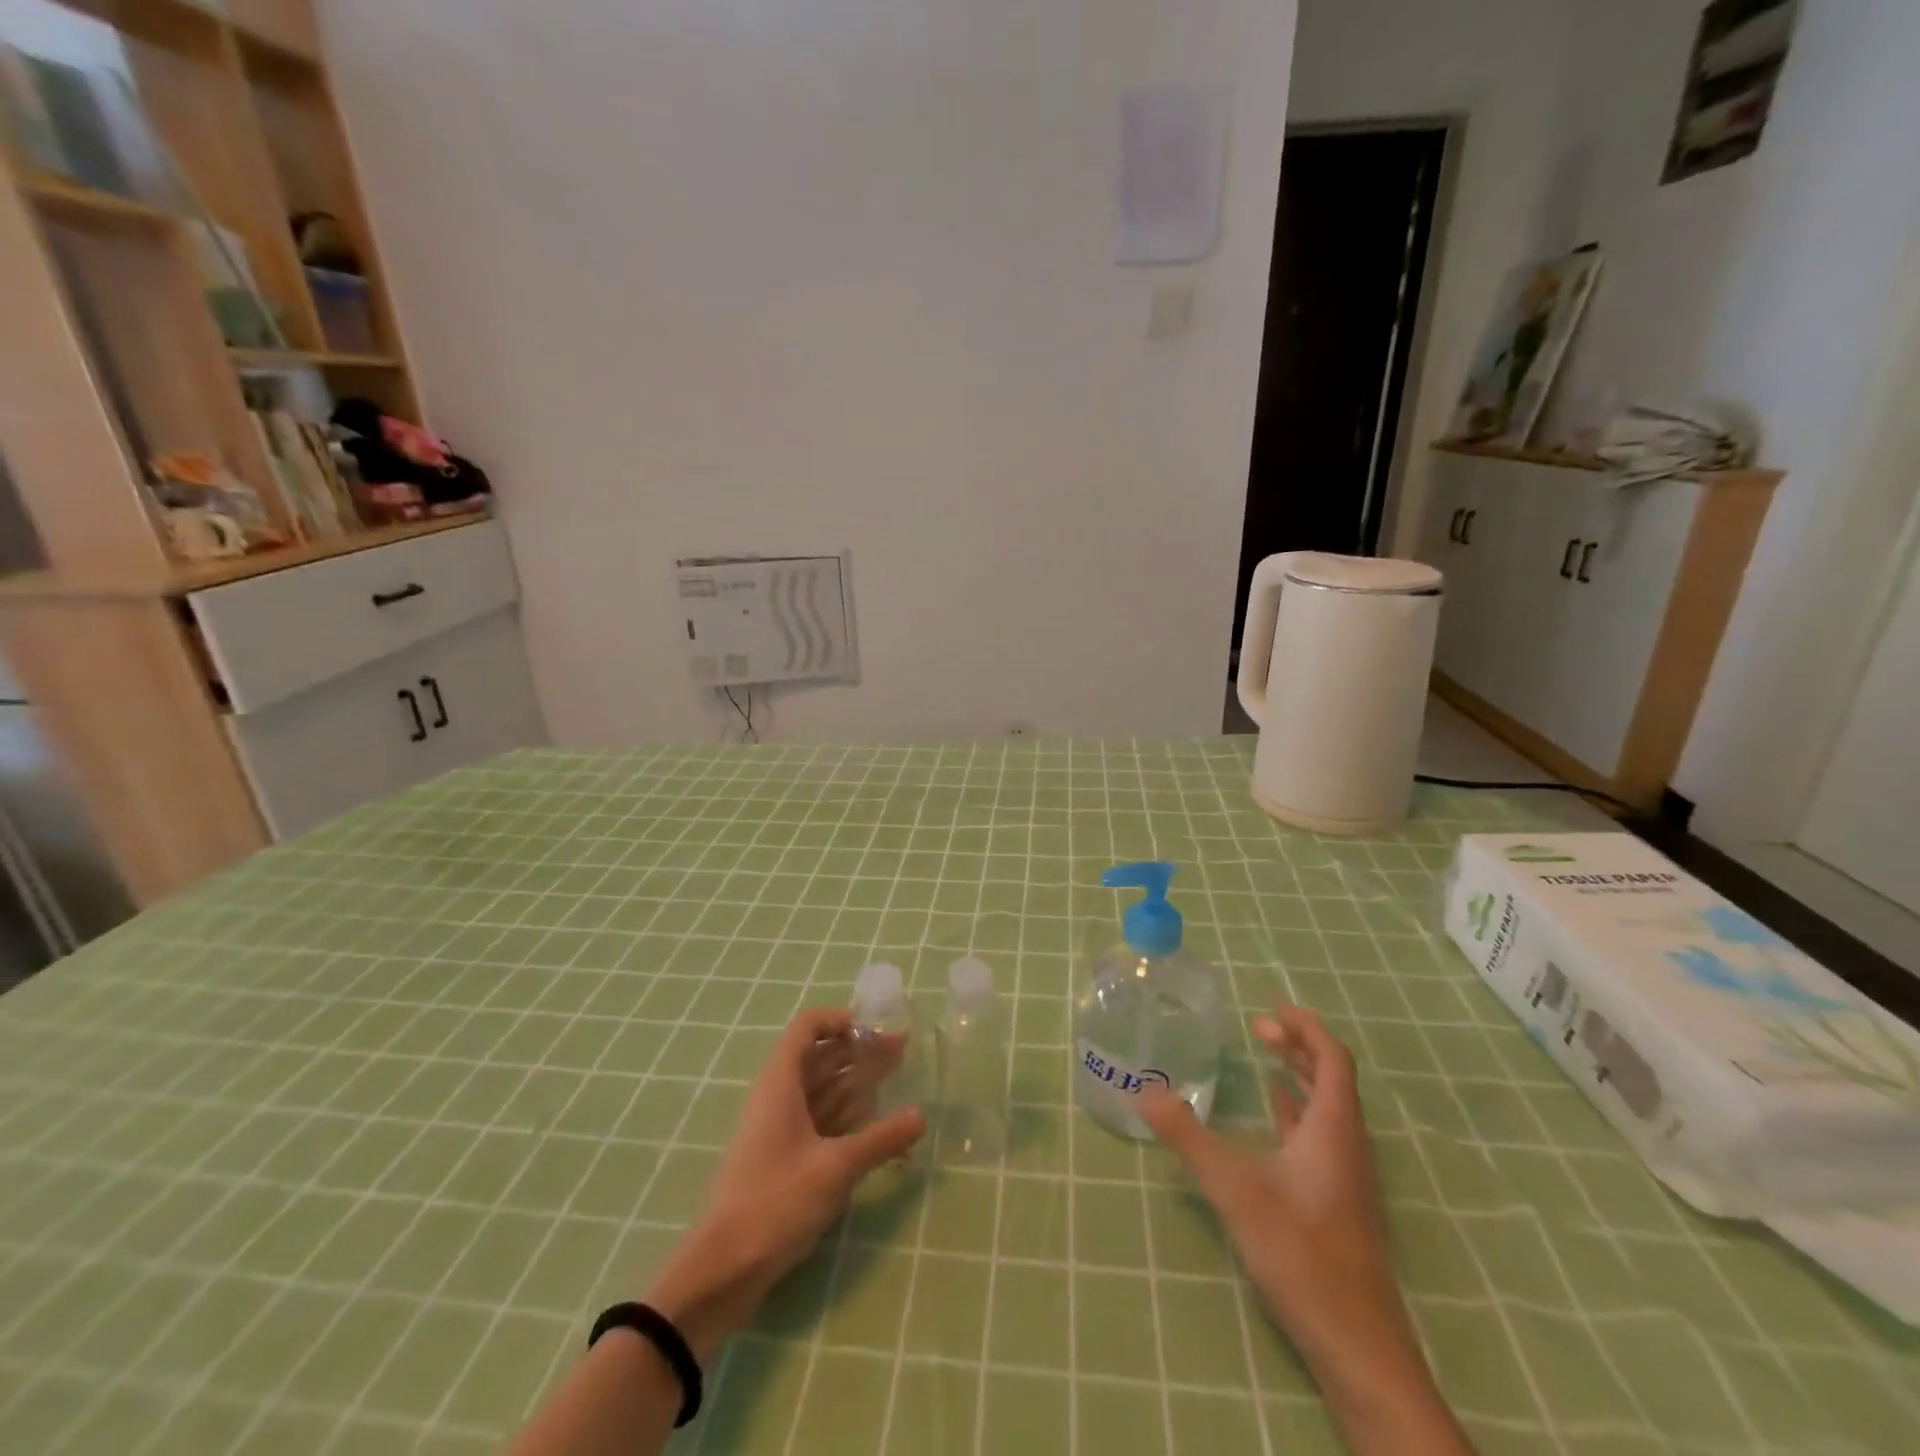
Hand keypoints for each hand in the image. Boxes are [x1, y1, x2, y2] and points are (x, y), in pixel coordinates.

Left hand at [644, 1009, 924, 1360]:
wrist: (724, 1267)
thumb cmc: (778, 1200)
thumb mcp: (837, 1167)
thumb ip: (882, 1139)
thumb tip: (920, 1117)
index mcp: (781, 1081)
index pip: (808, 1026)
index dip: (841, 1021)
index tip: (876, 1032)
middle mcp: (777, 1095)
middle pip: (819, 1056)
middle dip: (859, 1051)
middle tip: (902, 1055)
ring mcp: (777, 1127)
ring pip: (820, 1089)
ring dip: (855, 1081)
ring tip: (895, 1080)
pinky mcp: (781, 1156)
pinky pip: (817, 1119)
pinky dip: (844, 1113)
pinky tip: (873, 1121)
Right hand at [1139, 1007, 1472, 1455]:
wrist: (1357, 1345)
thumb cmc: (1300, 1252)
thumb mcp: (1234, 1188)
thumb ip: (1187, 1136)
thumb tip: (1143, 1092)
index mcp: (1334, 1128)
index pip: (1333, 1058)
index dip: (1307, 1027)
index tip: (1272, 1006)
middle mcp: (1347, 1143)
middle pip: (1332, 1078)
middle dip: (1298, 1045)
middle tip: (1258, 1026)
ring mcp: (1346, 1175)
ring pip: (1328, 1107)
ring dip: (1299, 1075)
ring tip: (1265, 1054)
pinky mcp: (1338, 1200)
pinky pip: (1321, 1134)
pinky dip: (1297, 1109)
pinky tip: (1274, 1114)